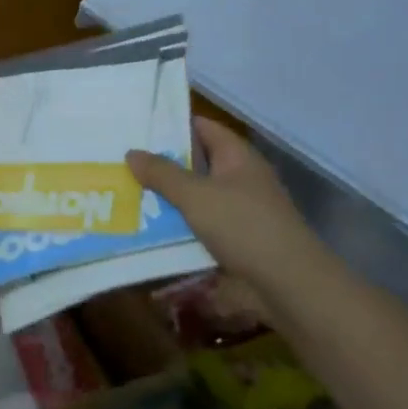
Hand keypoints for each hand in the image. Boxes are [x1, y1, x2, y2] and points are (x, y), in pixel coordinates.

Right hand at [127, 116, 332, 306]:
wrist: (287, 285)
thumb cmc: (243, 226)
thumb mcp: (196, 195)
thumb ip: (162, 173)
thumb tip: (131, 152)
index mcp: (237, 157)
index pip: (203, 127)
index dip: (172, 124)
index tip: (137, 126)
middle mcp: (239, 179)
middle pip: (195, 164)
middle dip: (161, 164)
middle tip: (120, 161)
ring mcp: (238, 211)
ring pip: (194, 197)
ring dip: (165, 198)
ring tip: (123, 193)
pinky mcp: (233, 241)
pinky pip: (197, 226)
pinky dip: (175, 226)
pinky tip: (145, 228)